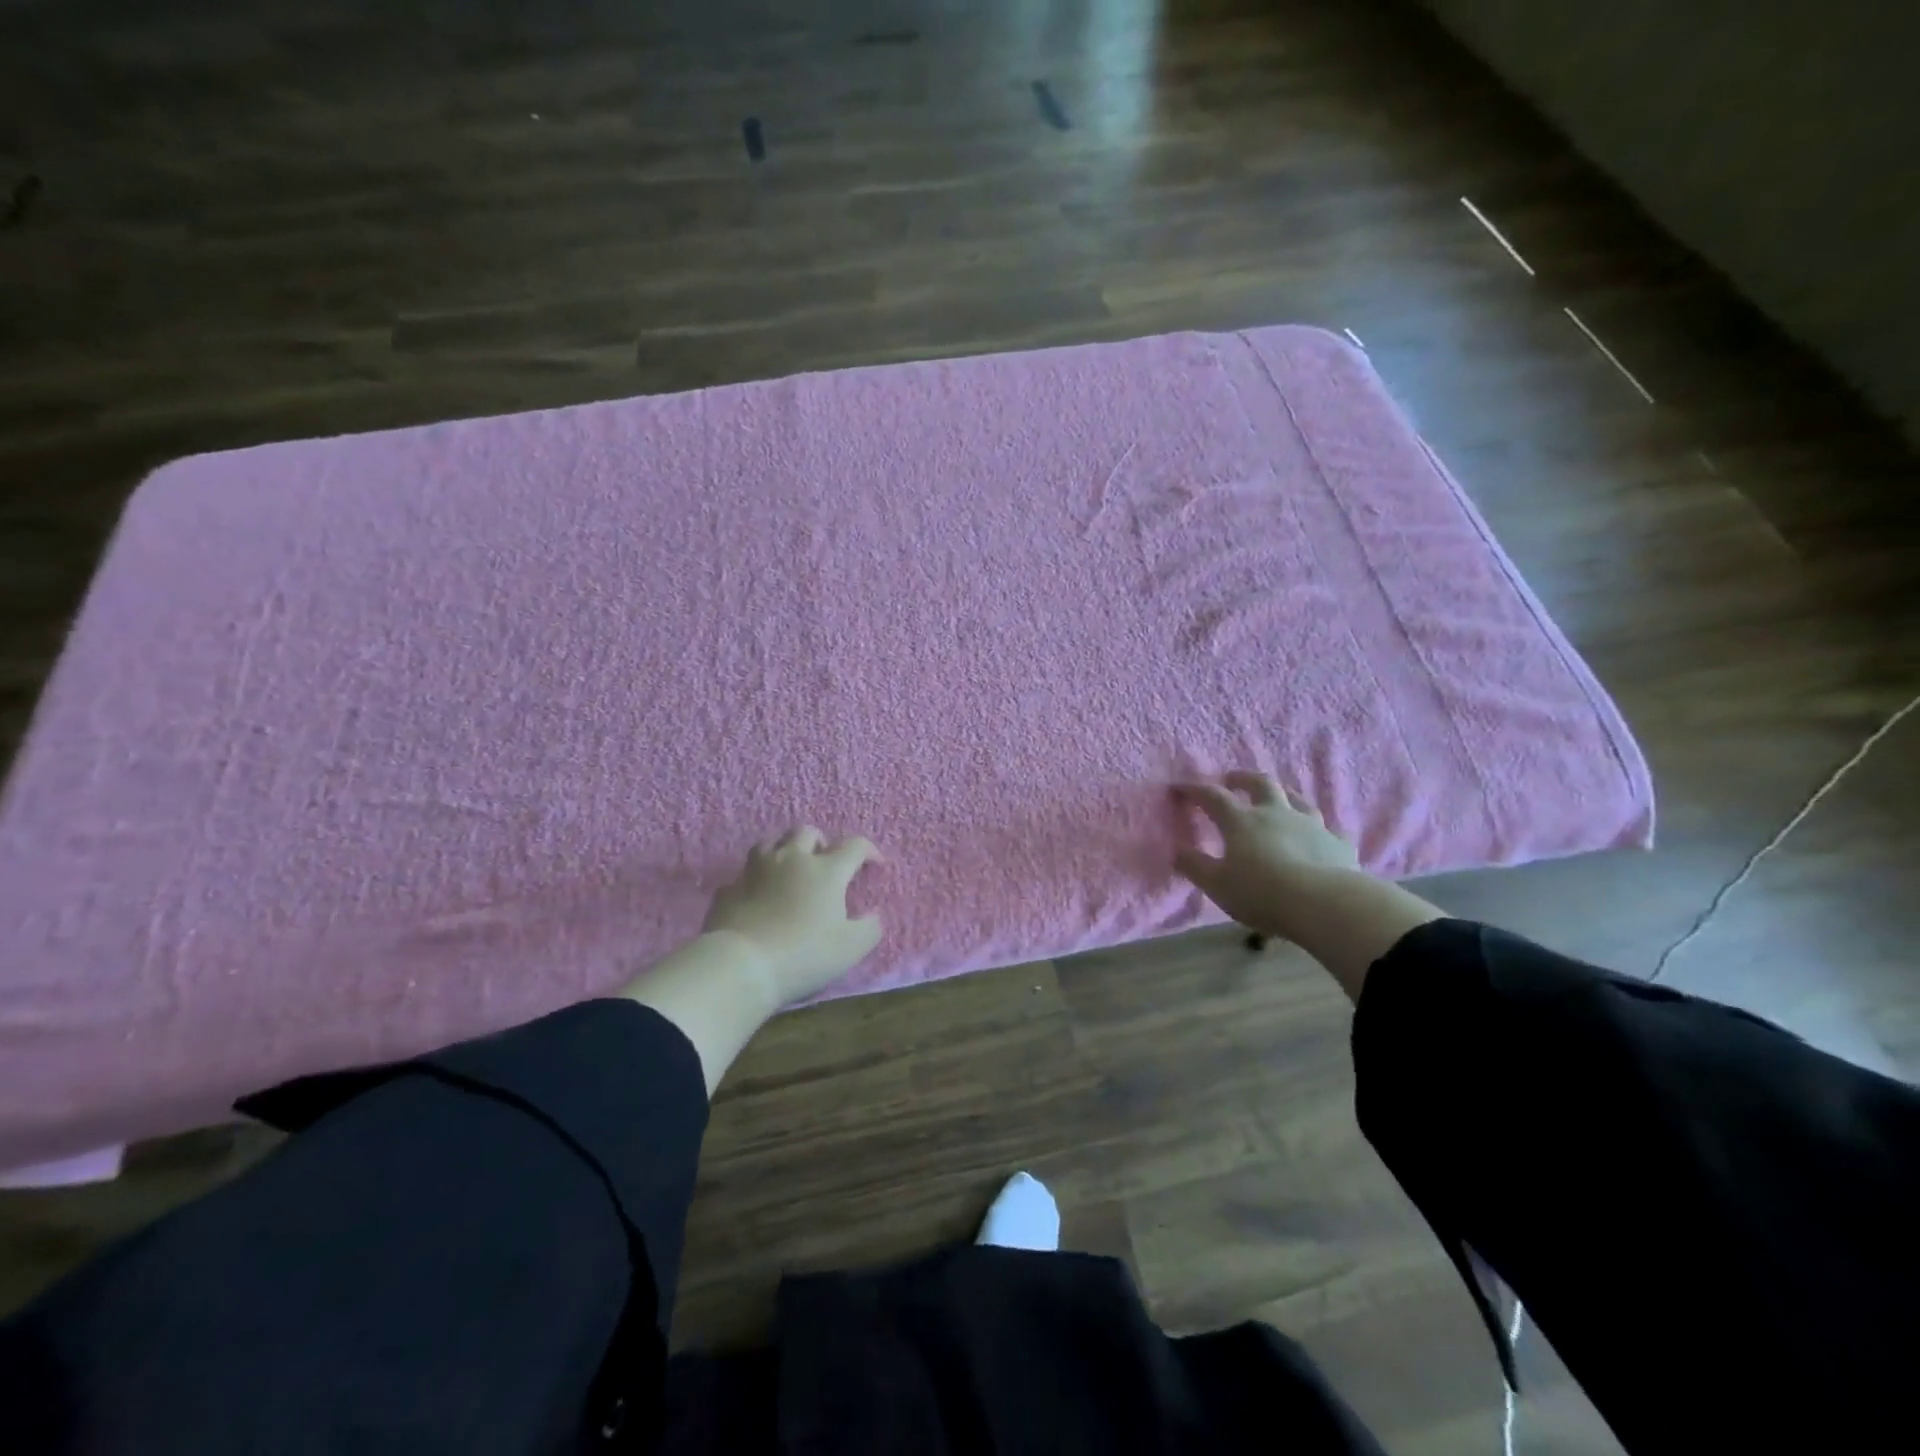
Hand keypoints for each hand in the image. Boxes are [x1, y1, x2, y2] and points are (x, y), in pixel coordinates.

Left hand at [702, 827, 882, 1005]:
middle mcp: (791, 859)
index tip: (874, 864)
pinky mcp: (729, 889)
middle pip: (807, 831)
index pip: (854, 846)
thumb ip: (870, 929)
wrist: (741, 965)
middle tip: (826, 861)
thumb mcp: (851, 948)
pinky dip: (754, 880)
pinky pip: (744, 874)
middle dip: (821, 841)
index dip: (868, 850)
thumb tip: (873, 916)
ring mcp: (755, 871)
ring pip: (770, 842)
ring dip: (784, 849)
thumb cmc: (804, 954)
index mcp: (826, 870)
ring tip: (789, 866)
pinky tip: (757, 894)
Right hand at [1173, 773, 1358, 937]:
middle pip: (1260, 784)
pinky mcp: (1338, 843)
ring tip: (1276, 799)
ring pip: (1298, 799)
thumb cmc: (1261, 893)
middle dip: (1243, 778)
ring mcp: (1311, 825)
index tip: (1178, 788)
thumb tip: (1176, 850)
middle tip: (1231, 779)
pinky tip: (1318, 836)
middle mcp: (1276, 814)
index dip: (1194, 789)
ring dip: (1283, 795)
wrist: (1324, 904)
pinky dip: (1318, 829)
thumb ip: (1194, 865)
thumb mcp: (1217, 884)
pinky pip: (1328, 829)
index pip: (1213, 796)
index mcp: (1242, 821)